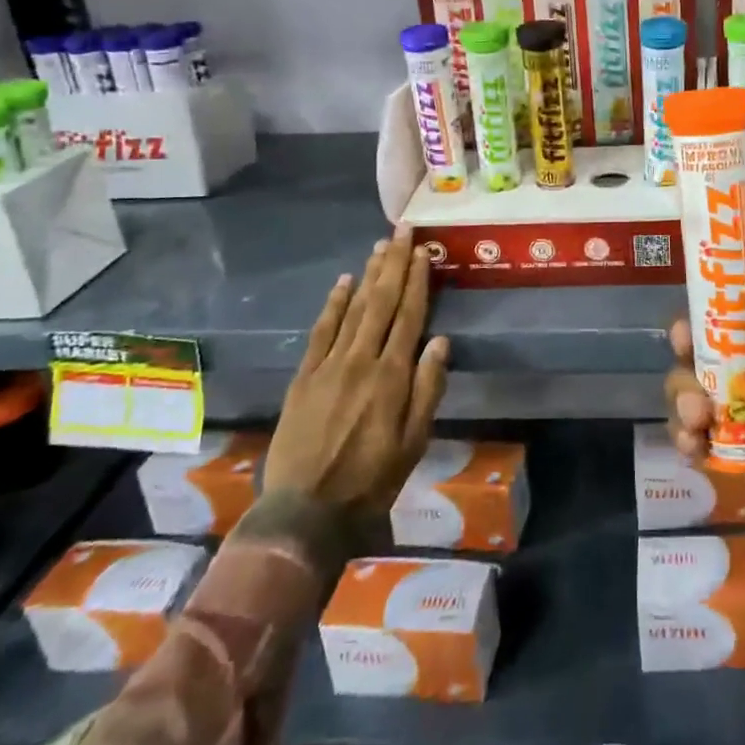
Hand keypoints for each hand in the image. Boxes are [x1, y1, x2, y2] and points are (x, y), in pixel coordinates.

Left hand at [265, 226, 448, 513]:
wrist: (304, 512)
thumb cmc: (370, 480)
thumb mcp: (413, 442)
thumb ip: (428, 389)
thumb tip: (441, 341)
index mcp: (392, 377)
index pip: (409, 316)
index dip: (418, 281)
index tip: (424, 252)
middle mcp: (361, 361)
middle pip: (381, 302)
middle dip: (394, 264)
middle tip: (402, 231)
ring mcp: (328, 366)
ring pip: (353, 309)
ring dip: (368, 275)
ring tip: (380, 247)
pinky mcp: (303, 377)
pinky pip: (320, 331)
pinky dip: (333, 304)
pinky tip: (343, 283)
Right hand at [667, 252, 744, 636]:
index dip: (740, 273)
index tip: (699, 275)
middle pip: (735, 333)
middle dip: (703, 340)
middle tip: (684, 354)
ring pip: (716, 381)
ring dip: (692, 391)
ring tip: (694, 422)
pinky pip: (716, 432)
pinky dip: (695, 435)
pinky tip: (692, 451)